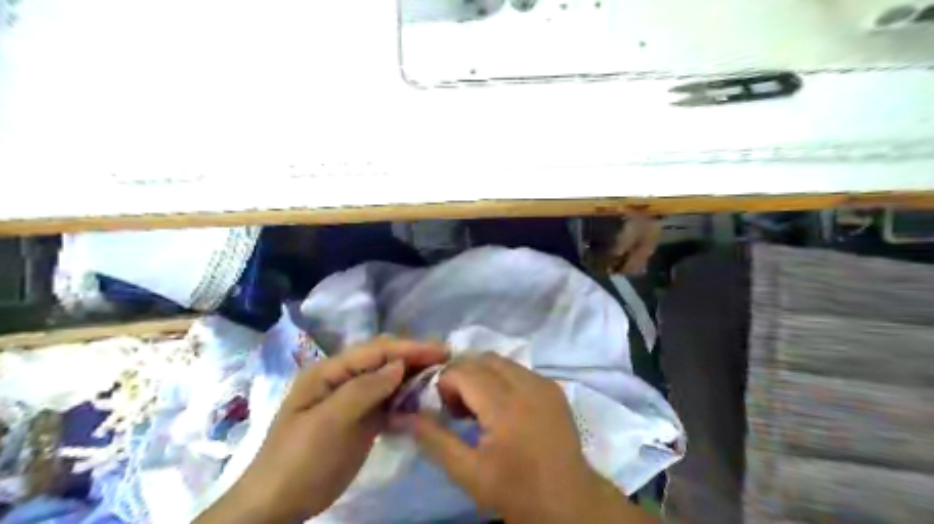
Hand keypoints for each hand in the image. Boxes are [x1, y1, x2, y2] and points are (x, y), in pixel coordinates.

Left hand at [194, 338, 445, 521]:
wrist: (279, 504)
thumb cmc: (298, 458)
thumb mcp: (327, 422)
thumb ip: (364, 390)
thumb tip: (399, 365)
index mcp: (329, 372)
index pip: (375, 351)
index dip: (408, 348)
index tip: (440, 350)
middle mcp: (344, 379)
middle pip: (385, 360)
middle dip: (415, 357)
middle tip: (447, 360)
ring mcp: (354, 400)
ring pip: (390, 379)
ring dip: (414, 376)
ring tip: (441, 376)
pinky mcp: (363, 420)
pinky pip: (390, 401)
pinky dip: (407, 398)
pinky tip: (423, 400)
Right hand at [400, 352, 655, 523]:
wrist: (569, 501)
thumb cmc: (516, 490)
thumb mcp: (469, 473)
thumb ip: (435, 440)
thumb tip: (406, 415)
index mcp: (505, 405)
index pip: (464, 371)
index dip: (445, 383)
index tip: (443, 410)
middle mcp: (526, 384)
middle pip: (482, 359)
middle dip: (462, 376)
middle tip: (457, 408)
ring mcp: (543, 383)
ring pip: (501, 361)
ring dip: (481, 375)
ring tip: (478, 408)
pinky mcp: (553, 388)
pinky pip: (518, 370)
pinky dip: (501, 379)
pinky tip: (502, 408)